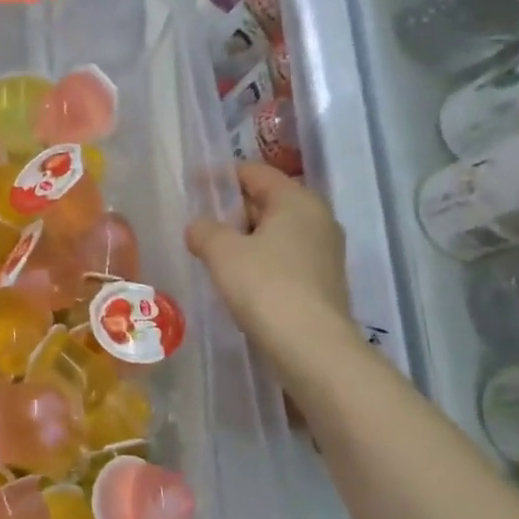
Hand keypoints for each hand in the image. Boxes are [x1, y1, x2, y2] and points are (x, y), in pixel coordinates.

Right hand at [186, 163, 358, 377]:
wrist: (310, 346)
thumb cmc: (265, 286)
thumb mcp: (221, 252)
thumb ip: (204, 231)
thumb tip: (199, 227)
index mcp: (297, 200)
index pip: (255, 172)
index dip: (221, 175)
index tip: (193, 184)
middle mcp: (318, 218)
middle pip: (268, 200)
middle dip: (232, 209)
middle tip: (199, 222)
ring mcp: (324, 252)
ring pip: (276, 232)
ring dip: (245, 237)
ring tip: (212, 252)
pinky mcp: (323, 281)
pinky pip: (284, 257)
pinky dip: (259, 259)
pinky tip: (237, 278)